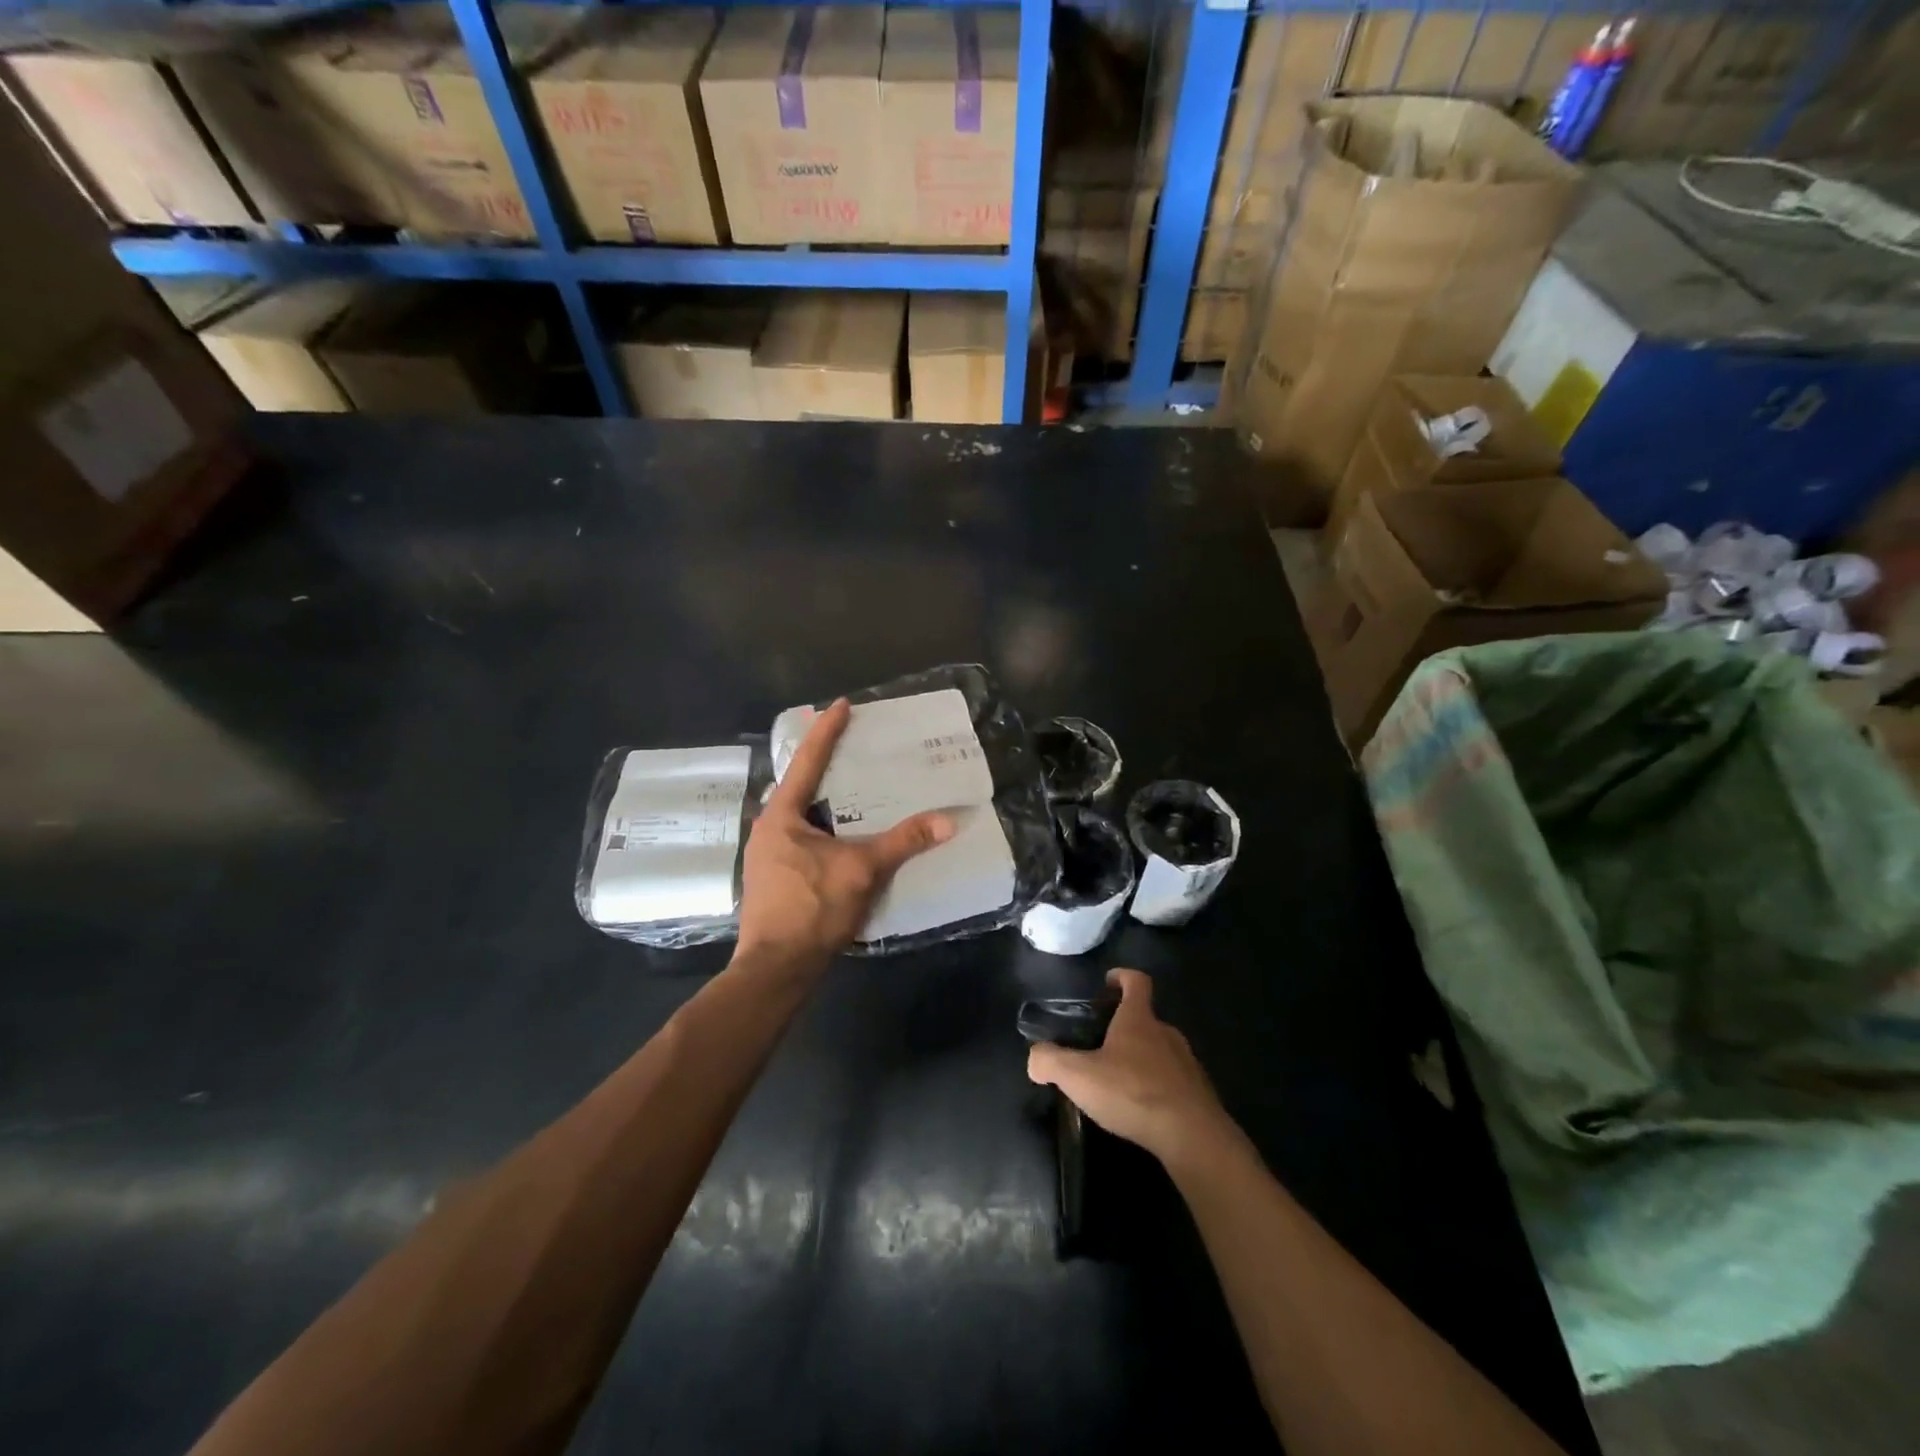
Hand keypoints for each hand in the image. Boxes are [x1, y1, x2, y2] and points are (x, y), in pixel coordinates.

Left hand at [735, 699, 953, 969]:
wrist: (776, 969)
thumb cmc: (812, 909)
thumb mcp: (862, 870)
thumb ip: (903, 842)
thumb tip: (947, 820)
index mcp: (781, 816)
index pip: (807, 762)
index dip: (826, 731)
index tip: (840, 704)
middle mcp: (768, 829)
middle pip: (799, 787)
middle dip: (826, 768)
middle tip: (854, 750)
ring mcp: (767, 856)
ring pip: (800, 817)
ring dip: (826, 803)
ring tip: (855, 792)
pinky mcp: (774, 879)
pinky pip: (801, 839)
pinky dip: (824, 829)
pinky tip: (845, 838)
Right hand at [1027, 968, 1233, 1164]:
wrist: (1192, 1136)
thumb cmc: (1132, 1092)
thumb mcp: (1079, 1076)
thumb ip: (1050, 1062)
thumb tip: (1034, 1058)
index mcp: (1139, 1019)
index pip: (1136, 981)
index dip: (1122, 976)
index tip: (1108, 982)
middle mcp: (1166, 1033)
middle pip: (1146, 1018)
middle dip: (1125, 1026)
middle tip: (1100, 1045)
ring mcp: (1187, 1063)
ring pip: (1160, 1050)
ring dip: (1141, 1059)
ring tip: (1118, 1081)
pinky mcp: (1198, 1093)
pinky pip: (1173, 1080)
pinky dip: (1157, 1086)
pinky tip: (1141, 1108)